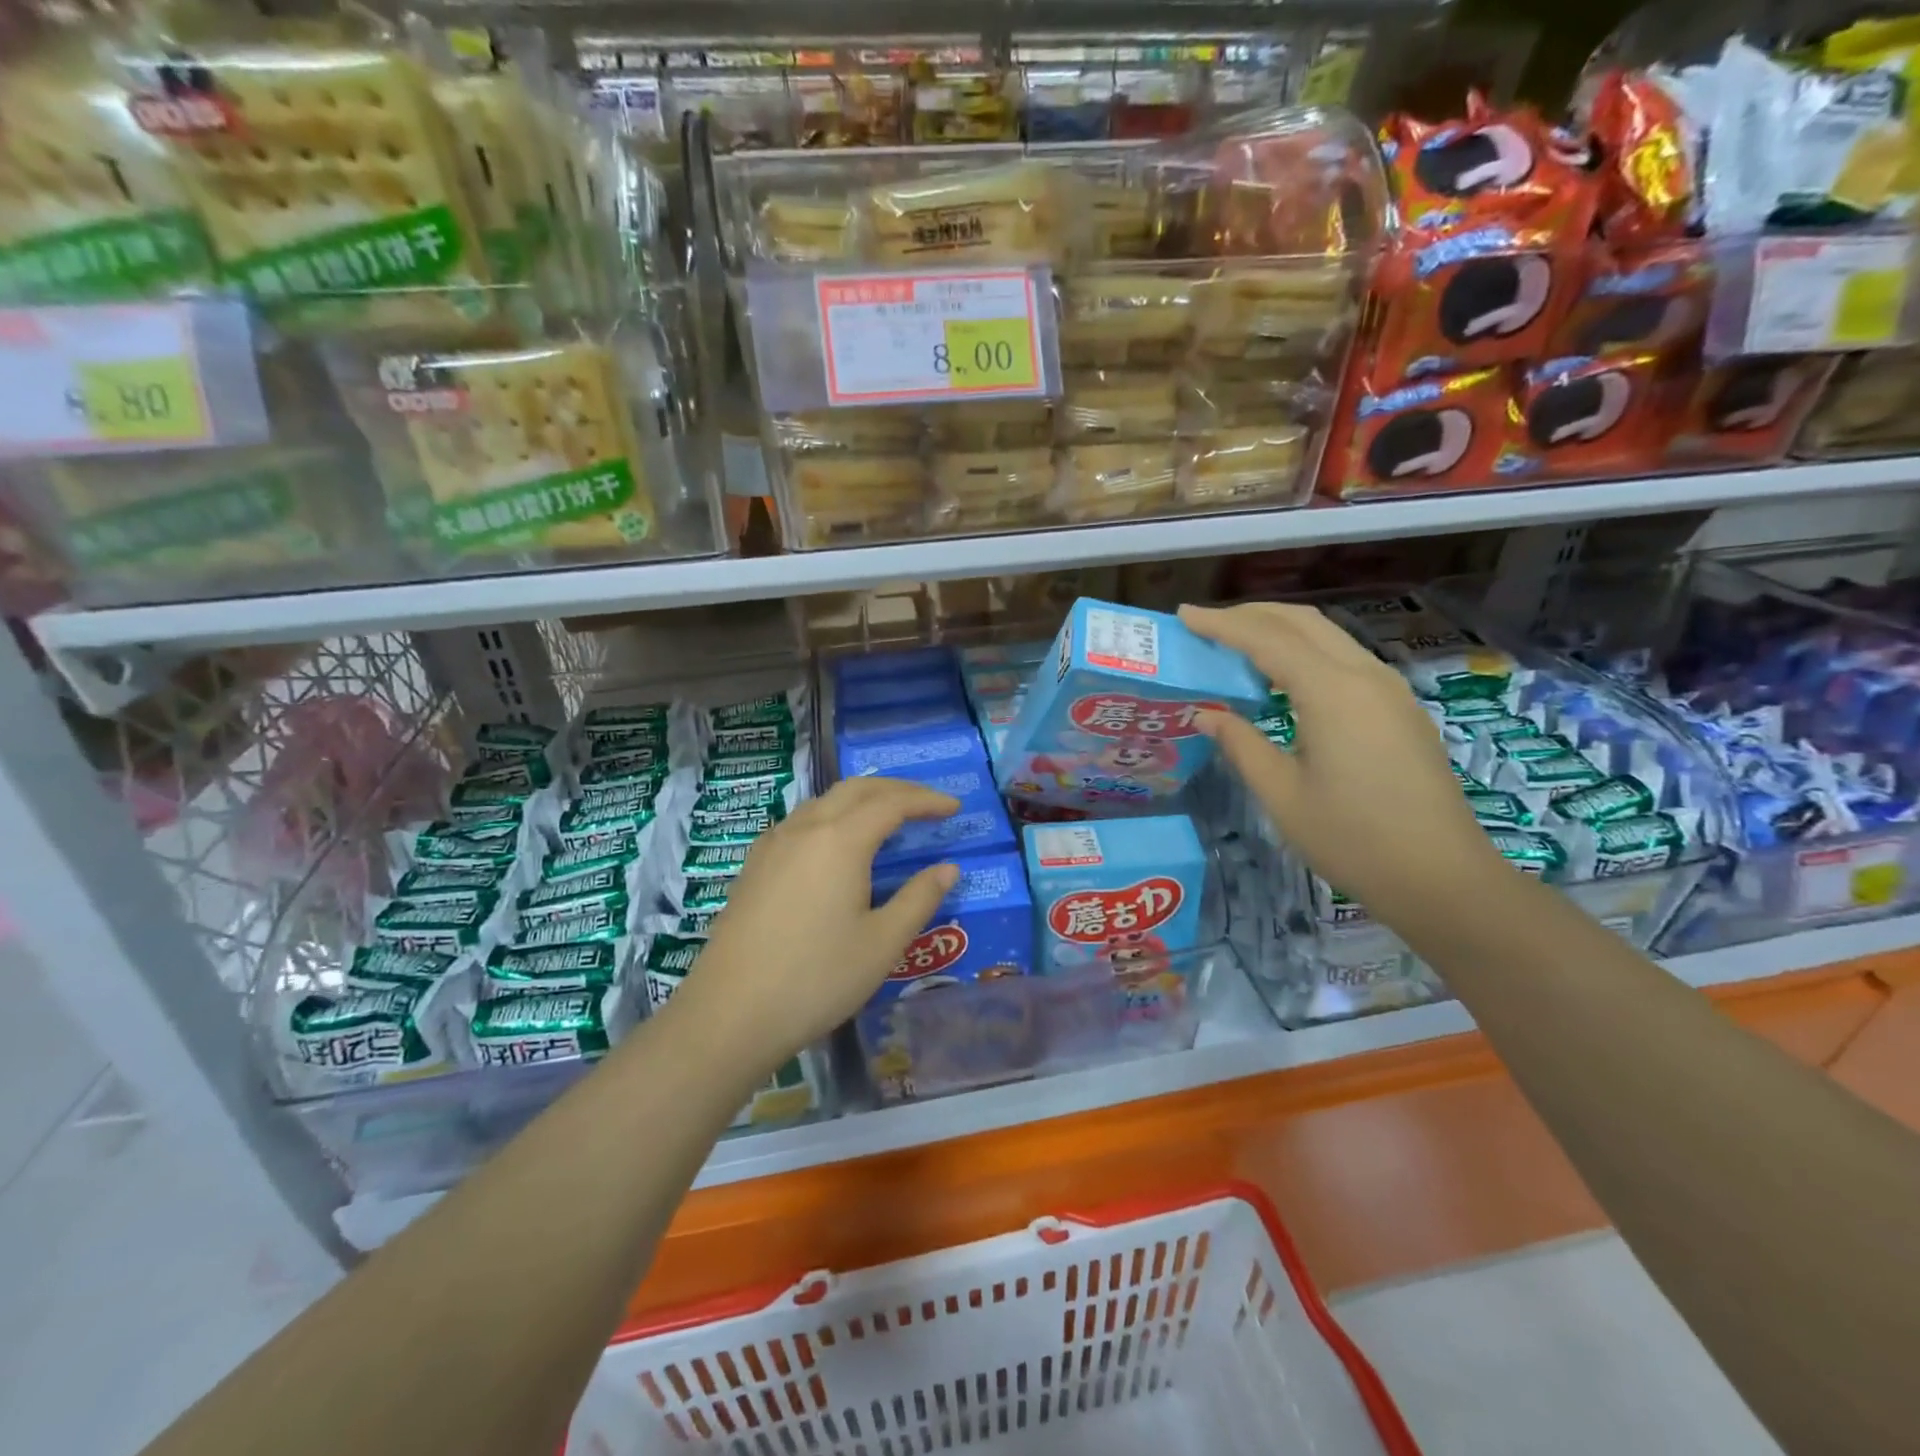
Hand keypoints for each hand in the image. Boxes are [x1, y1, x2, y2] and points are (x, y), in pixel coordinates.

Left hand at [663, 777, 961, 1073]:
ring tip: (888, 820)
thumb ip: (919, 899)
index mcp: (840, 840)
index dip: (927, 800)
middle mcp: (805, 828)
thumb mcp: (882, 943)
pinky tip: (838, 845)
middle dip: (896, 789)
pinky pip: (802, 821)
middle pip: (856, 789)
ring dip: (862, 800)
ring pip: (825, 802)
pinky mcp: (754, 864)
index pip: (892, 803)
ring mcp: (773, 844)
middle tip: (927, 804)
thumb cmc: (816, 979)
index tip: (955, 807)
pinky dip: (833, 817)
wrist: (729, 1014)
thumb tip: (948, 868)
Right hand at [1179, 602, 1503, 923]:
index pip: (1266, 639)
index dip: (1221, 624)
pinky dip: (1306, 652)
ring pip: (1329, 636)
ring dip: (1281, 630)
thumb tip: (1206, 713)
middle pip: (1303, 621)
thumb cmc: (1352, 840)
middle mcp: (1365, 675)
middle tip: (1207, 624)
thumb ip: (1241, 744)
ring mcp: (1389, 689)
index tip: (1184, 615)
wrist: (1441, 877)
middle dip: (1252, 614)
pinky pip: (1345, 659)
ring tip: (1238, 644)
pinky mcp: (1399, 708)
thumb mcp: (1281, 794)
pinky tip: (1283, 677)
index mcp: (1332, 692)